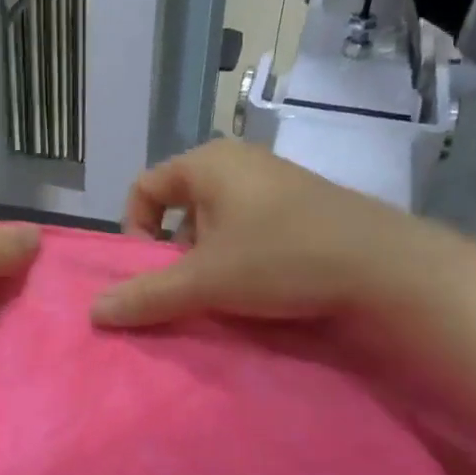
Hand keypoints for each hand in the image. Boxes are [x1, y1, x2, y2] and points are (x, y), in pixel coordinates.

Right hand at [90, 140, 405, 328]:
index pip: (144, 188)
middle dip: (175, 251)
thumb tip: (94, 312)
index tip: (150, 270)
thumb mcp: (205, 281)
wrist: (381, 265)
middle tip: (189, 287)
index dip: (134, 230)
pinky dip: (242, 255)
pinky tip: (262, 286)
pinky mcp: (303, 205)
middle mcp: (239, 161)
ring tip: (226, 292)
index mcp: (207, 163)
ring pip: (218, 220)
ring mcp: (275, 181)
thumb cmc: (280, 258)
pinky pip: (252, 226)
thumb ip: (147, 296)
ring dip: (209, 257)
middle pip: (180, 205)